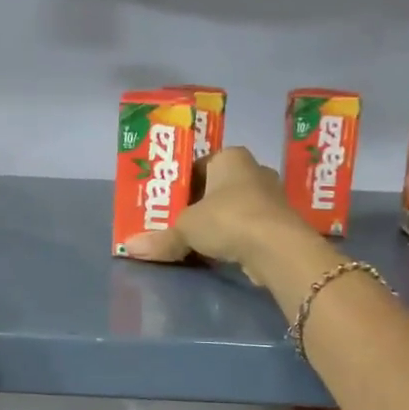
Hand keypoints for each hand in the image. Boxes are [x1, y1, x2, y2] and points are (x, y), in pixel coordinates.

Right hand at [121, 146, 318, 282]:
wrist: (277, 247)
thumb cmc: (228, 219)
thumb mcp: (186, 228)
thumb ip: (161, 237)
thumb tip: (129, 248)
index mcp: (230, 157)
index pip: (198, 165)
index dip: (180, 184)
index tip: (165, 204)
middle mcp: (253, 170)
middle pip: (215, 188)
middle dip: (197, 206)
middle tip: (174, 223)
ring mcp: (270, 197)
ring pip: (232, 208)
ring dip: (215, 223)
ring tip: (192, 240)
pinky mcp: (278, 223)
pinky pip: (246, 227)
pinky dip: (232, 238)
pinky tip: (217, 252)